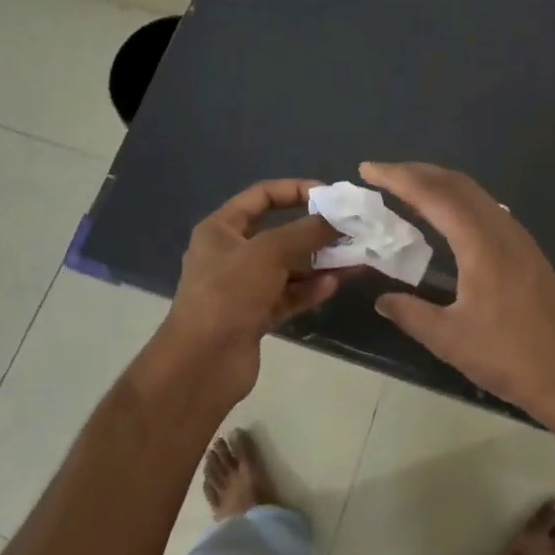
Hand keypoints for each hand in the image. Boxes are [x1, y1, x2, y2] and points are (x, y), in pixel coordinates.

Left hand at [155, 179, 343, 401]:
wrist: (201, 365)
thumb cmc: (228, 294)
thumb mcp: (268, 253)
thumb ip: (305, 232)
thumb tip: (337, 218)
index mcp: (221, 229)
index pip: (261, 196)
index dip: (295, 190)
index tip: (329, 195)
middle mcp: (231, 254)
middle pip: (279, 233)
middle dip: (314, 231)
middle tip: (349, 229)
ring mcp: (243, 287)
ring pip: (287, 267)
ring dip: (319, 261)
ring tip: (353, 258)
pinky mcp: (255, 316)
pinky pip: (288, 295)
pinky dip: (309, 289)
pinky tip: (334, 284)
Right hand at [361, 161, 554, 446]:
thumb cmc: (508, 358)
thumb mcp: (449, 339)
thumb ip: (410, 313)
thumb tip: (382, 299)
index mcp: (481, 244)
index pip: (434, 195)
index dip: (398, 178)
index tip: (368, 169)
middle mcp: (502, 229)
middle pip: (456, 184)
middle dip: (416, 172)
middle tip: (381, 174)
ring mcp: (519, 238)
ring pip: (474, 194)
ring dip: (438, 184)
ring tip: (406, 189)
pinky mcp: (527, 250)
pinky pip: (486, 208)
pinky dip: (457, 200)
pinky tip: (445, 217)